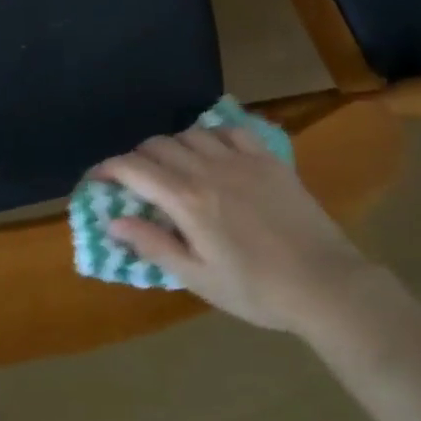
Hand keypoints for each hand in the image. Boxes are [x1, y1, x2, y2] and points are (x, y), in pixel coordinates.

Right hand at [94, 125, 367, 335]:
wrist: (324, 283)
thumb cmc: (256, 290)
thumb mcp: (198, 278)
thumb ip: (154, 245)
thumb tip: (113, 221)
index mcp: (187, 201)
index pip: (134, 169)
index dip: (109, 168)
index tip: (97, 177)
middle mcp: (207, 170)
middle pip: (158, 145)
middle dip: (138, 158)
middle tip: (135, 181)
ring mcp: (240, 159)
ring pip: (191, 133)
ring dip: (172, 146)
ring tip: (173, 167)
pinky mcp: (267, 158)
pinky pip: (230, 129)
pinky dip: (211, 135)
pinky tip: (213, 152)